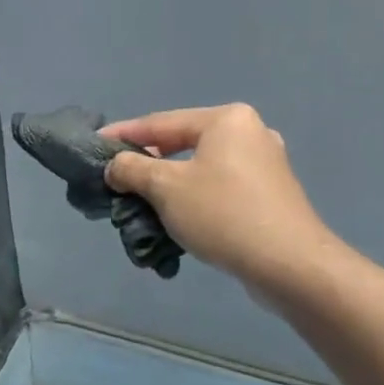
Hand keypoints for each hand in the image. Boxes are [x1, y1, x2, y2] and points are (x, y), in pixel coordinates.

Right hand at [101, 104, 334, 286]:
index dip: (123, 134)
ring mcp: (264, 165)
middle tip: (116, 179)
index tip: (94, 144)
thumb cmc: (223, 214)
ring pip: (200, 169)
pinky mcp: (269, 194)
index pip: (160, 122)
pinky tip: (176, 218)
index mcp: (226, 120)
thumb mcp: (165, 187)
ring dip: (168, 186)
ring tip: (141, 203)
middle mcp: (249, 133)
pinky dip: (193, 199)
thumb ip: (132, 169)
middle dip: (146, 164)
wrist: (289, 264)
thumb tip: (115, 166)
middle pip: (181, 144)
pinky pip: (218, 188)